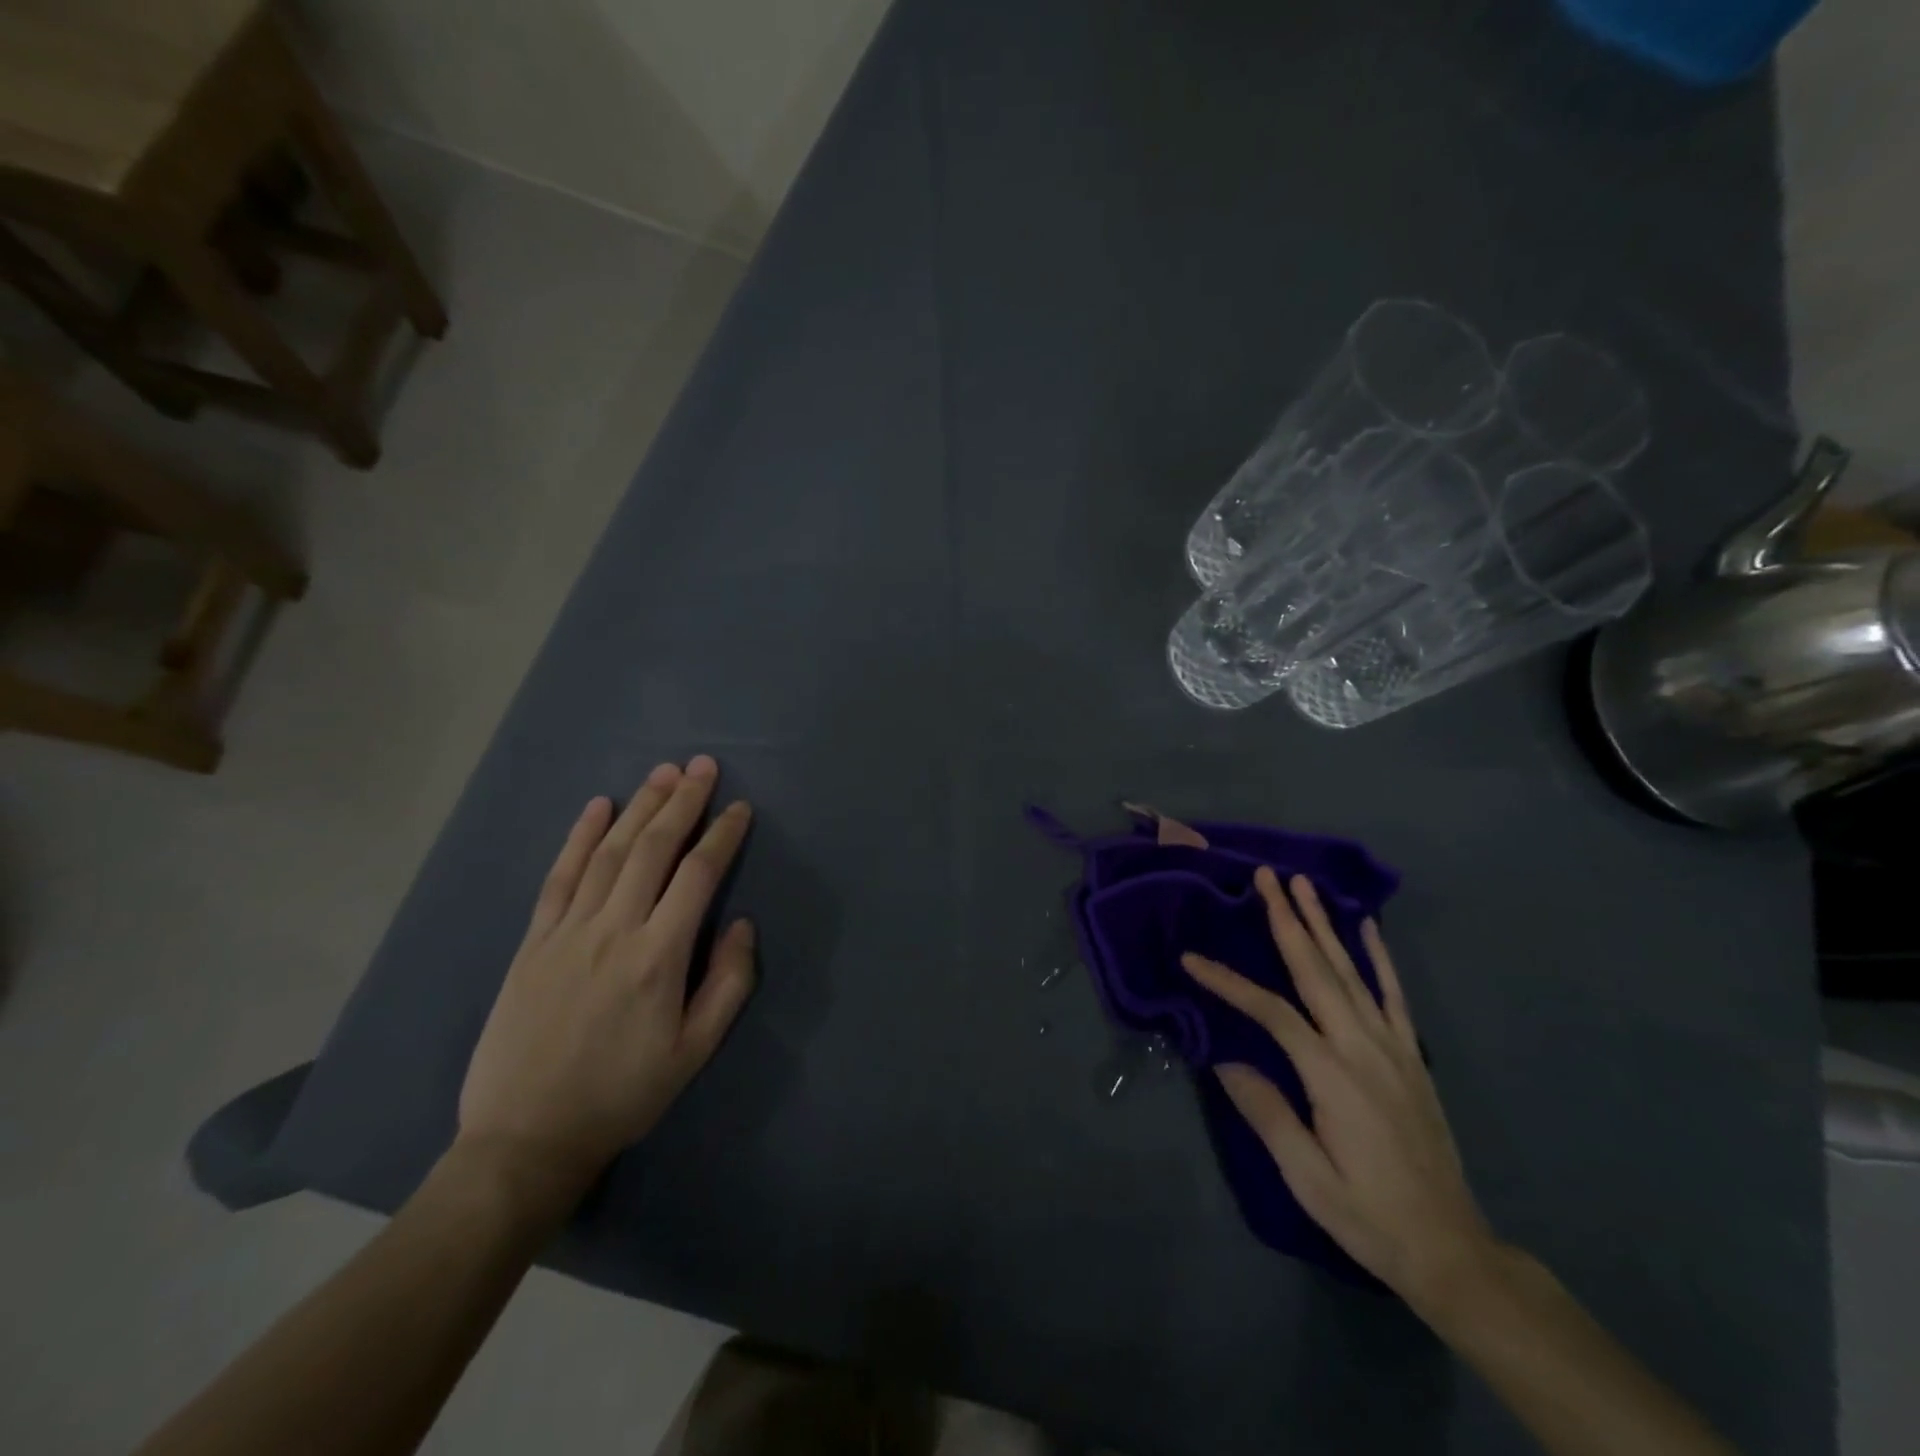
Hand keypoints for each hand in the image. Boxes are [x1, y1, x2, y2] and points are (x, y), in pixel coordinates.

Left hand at [456, 755, 755, 1217]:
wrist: (526, 1138)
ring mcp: (567, 932)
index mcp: (658, 957)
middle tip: (703, 766)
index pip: (697, 876)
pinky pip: (559, 877)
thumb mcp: (694, 1053)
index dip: (722, 836)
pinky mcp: (534, 941)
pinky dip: (579, 837)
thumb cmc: (623, 1095)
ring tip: (663, 773)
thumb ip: (728, 984)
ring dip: (638, 807)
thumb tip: (742, 925)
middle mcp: (613, 930)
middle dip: (682, 802)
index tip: (740, 808)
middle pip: (652, 849)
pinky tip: (597, 808)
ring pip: (609, 853)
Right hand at [1182, 867, 1493, 1309]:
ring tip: (1304, 884)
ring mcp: (1393, 1047)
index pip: (1271, 1012)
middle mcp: (1363, 1047)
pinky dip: (1379, 956)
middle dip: (1288, 919)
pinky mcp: (1410, 1055)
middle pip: (1317, 970)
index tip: (1191, 959)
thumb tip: (1224, 1060)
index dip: (1229, 982)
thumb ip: (1267, 1113)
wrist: (1451, 1248)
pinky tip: (1367, 927)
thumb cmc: (1368, 1215)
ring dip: (1325, 924)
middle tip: (1266, 876)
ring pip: (1352, 971)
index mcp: (1332, 1075)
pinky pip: (1393, 995)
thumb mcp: (1307, 1177)